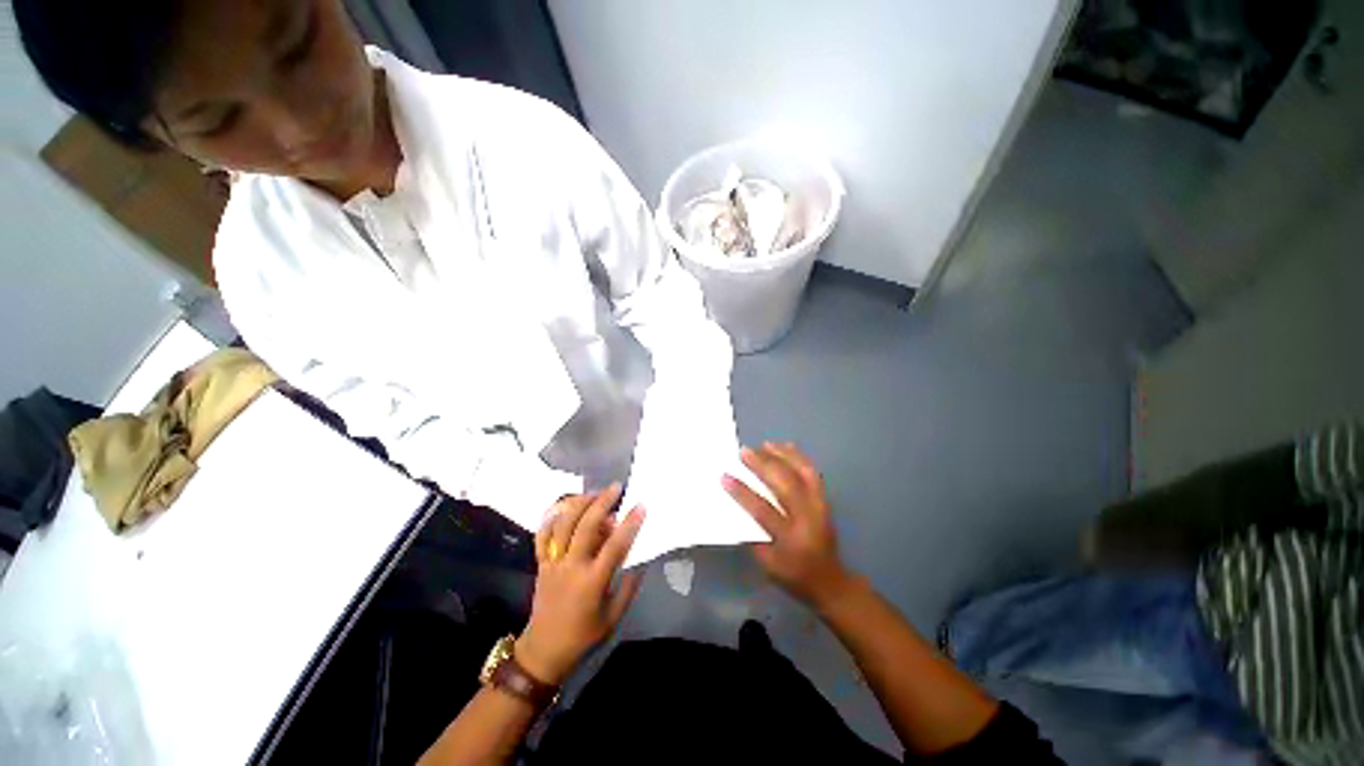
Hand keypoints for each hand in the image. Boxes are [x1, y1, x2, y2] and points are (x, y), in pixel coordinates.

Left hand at [516, 486, 645, 684]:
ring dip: (580, 504)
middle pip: (586, 526)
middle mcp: (572, 567)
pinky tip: (566, 507)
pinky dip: (553, 517)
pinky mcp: (541, 563)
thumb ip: (629, 586)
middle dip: (602, 502)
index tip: (641, 506)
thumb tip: (640, 559)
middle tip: (616, 487)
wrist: (544, 651)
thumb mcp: (614, 616)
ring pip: (564, 525)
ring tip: (594, 493)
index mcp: (592, 582)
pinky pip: (543, 534)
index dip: (630, 524)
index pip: (615, 546)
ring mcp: (553, 563)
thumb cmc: (583, 636)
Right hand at [723, 443, 854, 606]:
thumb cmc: (793, 575)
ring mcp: (820, 507)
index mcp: (791, 539)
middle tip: (744, 451)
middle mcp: (808, 519)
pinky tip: (787, 447)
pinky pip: (813, 473)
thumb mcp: (767, 564)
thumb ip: (753, 534)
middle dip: (763, 465)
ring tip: (765, 445)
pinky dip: (799, 457)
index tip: (725, 476)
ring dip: (782, 456)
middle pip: (785, 485)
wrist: (829, 580)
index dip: (742, 492)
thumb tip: (737, 504)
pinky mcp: (825, 500)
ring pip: (802, 473)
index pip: (763, 510)